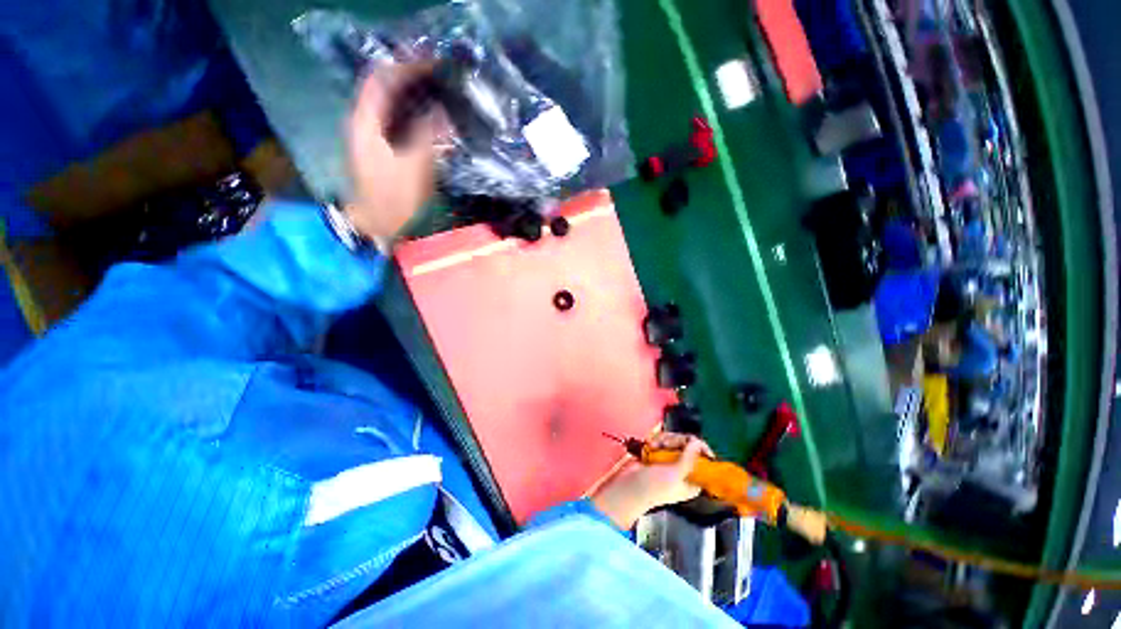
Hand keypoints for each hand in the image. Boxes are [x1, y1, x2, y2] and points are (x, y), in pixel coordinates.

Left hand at [344, 64, 438, 241]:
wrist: (387, 234)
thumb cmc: (399, 201)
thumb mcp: (416, 165)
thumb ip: (428, 134)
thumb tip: (440, 110)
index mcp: (365, 124)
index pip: (381, 81)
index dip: (405, 67)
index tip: (433, 62)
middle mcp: (364, 128)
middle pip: (385, 92)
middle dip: (412, 81)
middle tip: (441, 78)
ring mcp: (373, 144)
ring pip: (393, 110)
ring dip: (415, 100)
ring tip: (441, 96)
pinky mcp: (385, 158)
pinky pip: (400, 128)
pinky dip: (417, 121)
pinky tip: (434, 124)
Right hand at [591, 433, 714, 529]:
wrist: (629, 486)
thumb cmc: (654, 487)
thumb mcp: (675, 475)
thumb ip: (689, 458)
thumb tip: (699, 442)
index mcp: (693, 479)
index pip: (704, 460)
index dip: (700, 449)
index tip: (692, 441)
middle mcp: (683, 467)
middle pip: (688, 445)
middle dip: (676, 441)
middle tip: (666, 444)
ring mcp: (669, 459)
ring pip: (674, 439)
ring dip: (663, 439)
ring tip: (653, 445)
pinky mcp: (657, 452)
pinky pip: (661, 439)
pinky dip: (655, 440)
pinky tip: (649, 444)